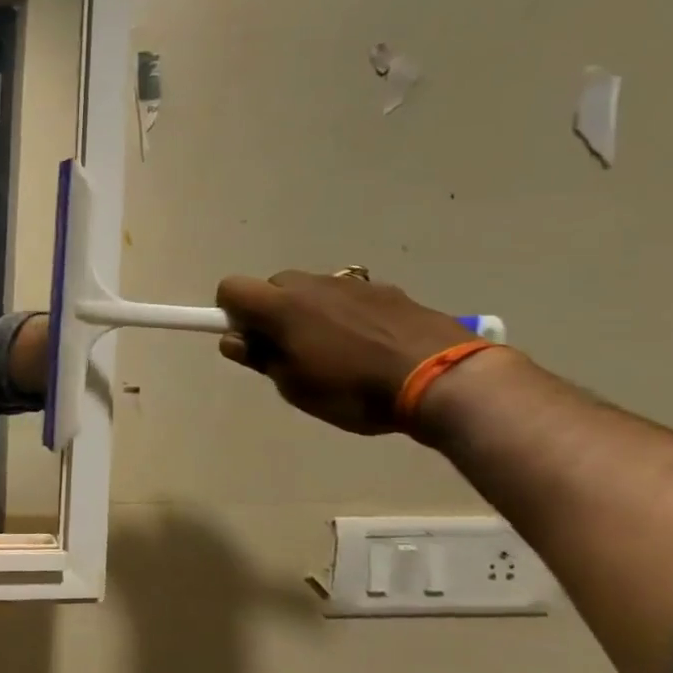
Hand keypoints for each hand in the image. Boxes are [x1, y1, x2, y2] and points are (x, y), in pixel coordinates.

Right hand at [215, 271, 480, 434]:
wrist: (444, 378)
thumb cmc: (354, 389)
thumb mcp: (295, 386)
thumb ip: (260, 357)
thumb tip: (235, 339)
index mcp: (281, 306)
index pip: (231, 288)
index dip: (229, 312)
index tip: (247, 340)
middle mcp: (311, 284)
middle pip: (272, 286)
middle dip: (271, 312)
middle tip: (289, 350)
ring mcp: (352, 284)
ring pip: (312, 290)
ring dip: (309, 313)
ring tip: (335, 352)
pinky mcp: (387, 291)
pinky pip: (348, 297)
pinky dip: (345, 315)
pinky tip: (369, 347)